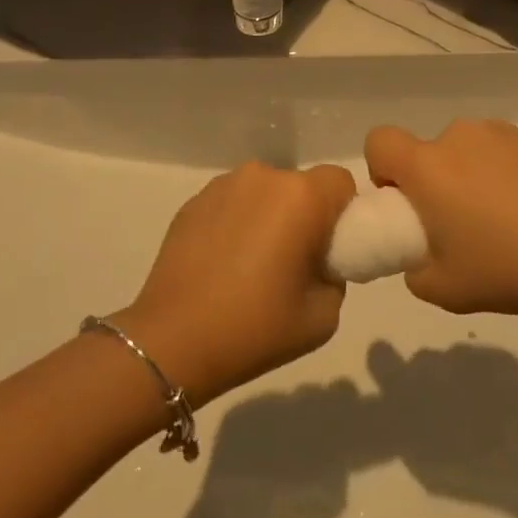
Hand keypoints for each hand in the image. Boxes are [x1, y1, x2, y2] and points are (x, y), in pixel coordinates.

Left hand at [117, 162, 355, 405]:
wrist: (174, 340)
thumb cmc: (256, 328)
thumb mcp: (324, 316)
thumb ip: (335, 276)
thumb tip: (320, 261)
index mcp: (300, 197)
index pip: (340, 182)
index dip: (343, 212)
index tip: (331, 248)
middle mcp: (263, 176)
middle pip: (300, 186)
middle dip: (305, 215)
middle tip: (293, 262)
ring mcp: (223, 185)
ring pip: (264, 192)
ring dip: (269, 215)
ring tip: (252, 264)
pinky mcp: (194, 200)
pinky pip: (233, 202)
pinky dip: (237, 222)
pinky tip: (223, 262)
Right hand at [364, 120, 517, 313]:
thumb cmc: (509, 265)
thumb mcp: (447, 290)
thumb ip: (416, 272)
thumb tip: (419, 258)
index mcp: (427, 165)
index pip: (379, 141)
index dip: (382, 170)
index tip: (406, 204)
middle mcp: (457, 137)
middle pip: (428, 152)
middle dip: (435, 184)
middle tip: (462, 228)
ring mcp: (500, 133)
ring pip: (468, 153)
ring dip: (472, 179)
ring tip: (507, 224)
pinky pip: (504, 154)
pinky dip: (508, 177)